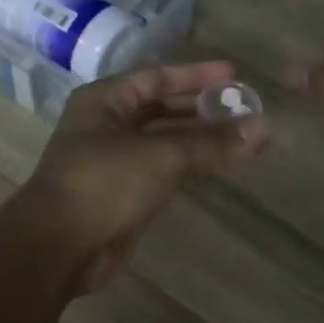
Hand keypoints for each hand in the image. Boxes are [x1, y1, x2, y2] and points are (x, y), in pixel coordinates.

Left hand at [18, 60, 270, 294]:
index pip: (157, 77)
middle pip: (160, 107)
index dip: (197, 76)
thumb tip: (264, 127)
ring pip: (162, 140)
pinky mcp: (120, 193)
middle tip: (243, 109)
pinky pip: (160, 169)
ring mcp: (111, 160)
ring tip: (240, 137)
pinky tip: (215, 165)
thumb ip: (211, 142)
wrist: (59, 246)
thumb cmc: (104, 183)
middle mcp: (105, 124)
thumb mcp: (161, 155)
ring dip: (198, 138)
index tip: (234, 76)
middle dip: (201, 109)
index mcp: (104, 100)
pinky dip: (187, 164)